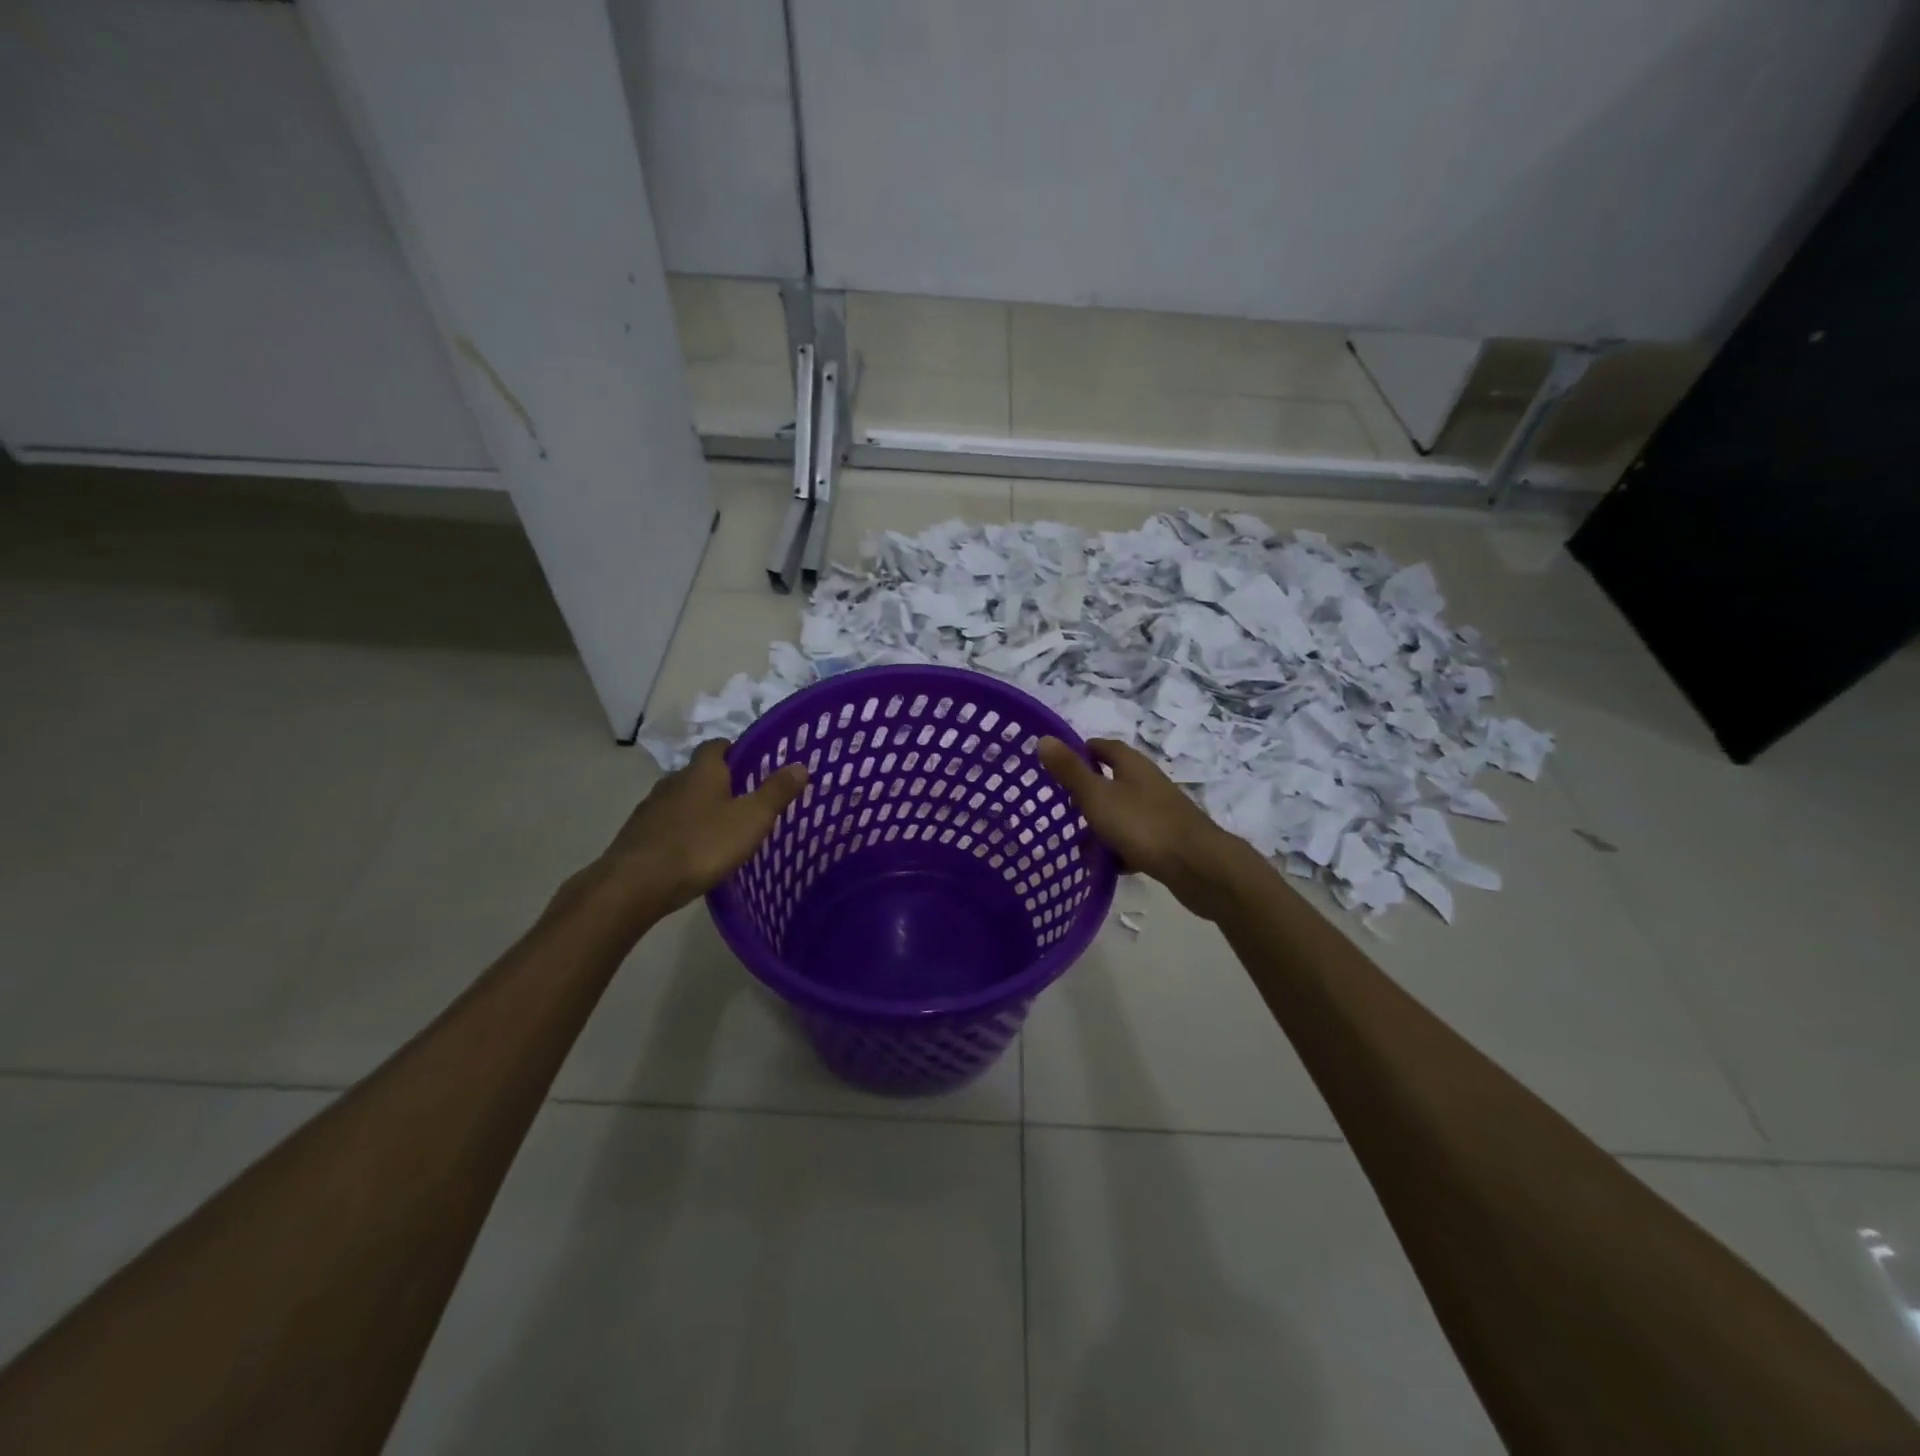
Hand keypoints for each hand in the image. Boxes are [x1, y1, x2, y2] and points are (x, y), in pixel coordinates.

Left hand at [588, 739, 807, 920]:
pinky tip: (693, 852)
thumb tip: (800, 765)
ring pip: (681, 800)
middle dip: (720, 783)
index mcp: (702, 771)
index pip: (717, 746)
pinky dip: (681, 831)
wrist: (635, 884)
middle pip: (699, 773)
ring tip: (721, 830)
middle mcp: (673, 781)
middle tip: (745, 801)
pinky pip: (667, 824)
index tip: (753, 765)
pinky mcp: (637, 834)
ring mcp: (651, 808)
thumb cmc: (701, 845)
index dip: (736, 751)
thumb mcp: (750, 820)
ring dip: (699, 809)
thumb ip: (776, 792)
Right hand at [1036, 736, 1260, 920]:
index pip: (1103, 747)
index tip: (1058, 766)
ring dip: (1101, 825)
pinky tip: (1105, 867)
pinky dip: (1118, 850)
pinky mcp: (1167, 840)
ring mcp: (1160, 812)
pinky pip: (1134, 839)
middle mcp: (1148, 783)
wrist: (1198, 866)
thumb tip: (1044, 738)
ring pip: (1122, 812)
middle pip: (1112, 780)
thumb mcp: (1098, 796)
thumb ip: (1070, 771)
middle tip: (1062, 809)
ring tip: (1077, 845)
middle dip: (1087, 794)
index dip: (1081, 752)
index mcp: (1132, 765)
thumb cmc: (1143, 825)